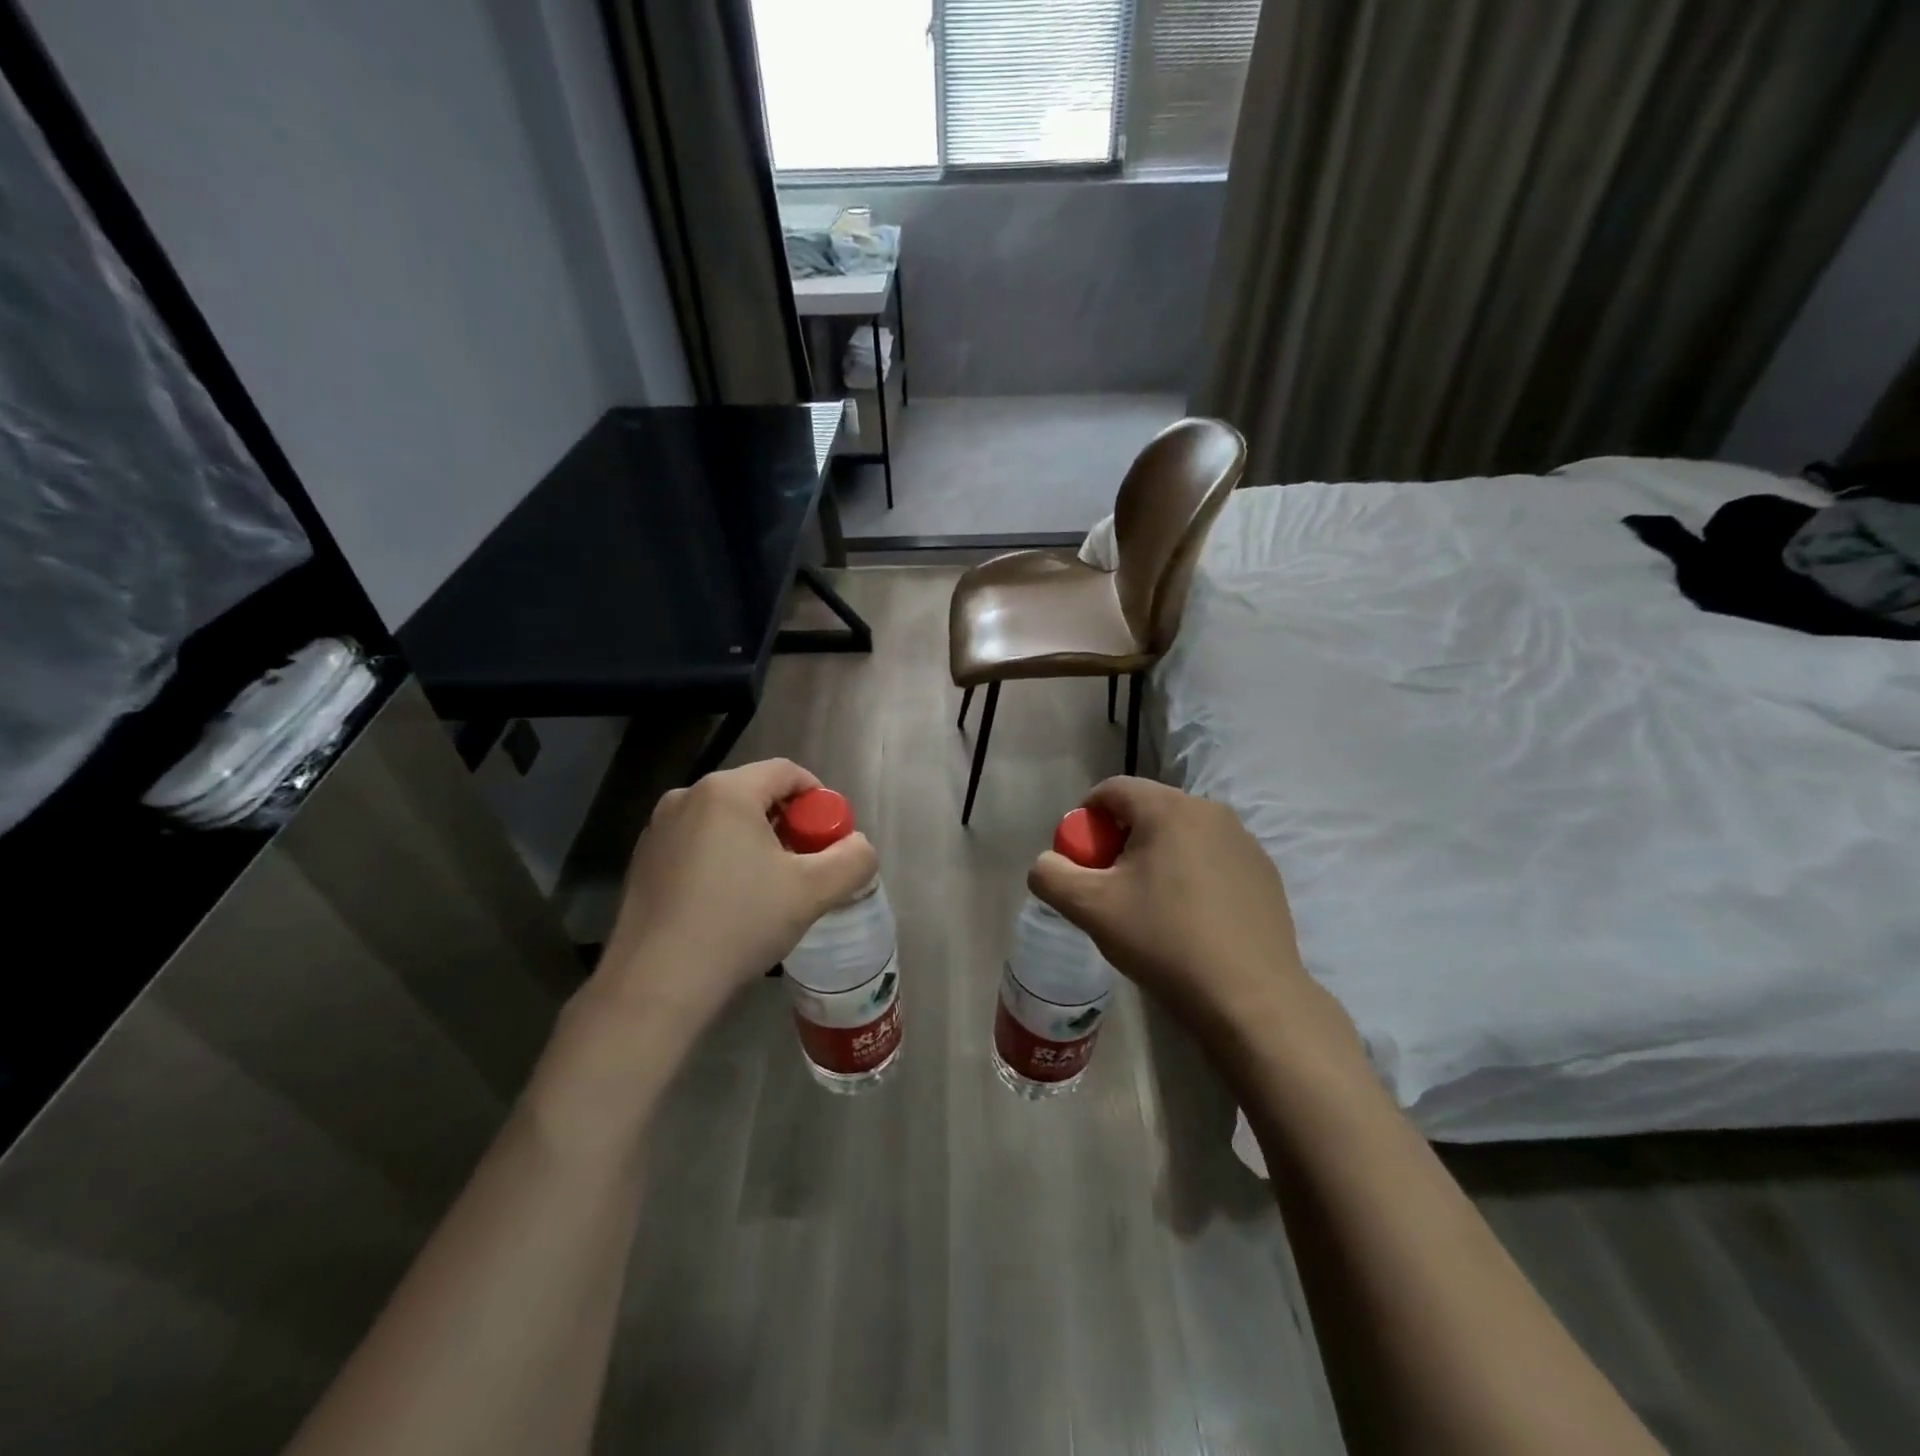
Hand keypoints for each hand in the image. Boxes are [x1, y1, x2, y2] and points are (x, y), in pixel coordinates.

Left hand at [596, 759, 876, 1040]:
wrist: (657, 985)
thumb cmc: (739, 923)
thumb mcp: (813, 891)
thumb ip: (852, 859)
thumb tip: (859, 846)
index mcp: (726, 791)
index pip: (787, 772)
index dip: (819, 799)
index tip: (830, 838)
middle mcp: (686, 797)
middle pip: (755, 794)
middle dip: (788, 824)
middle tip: (805, 866)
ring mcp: (658, 830)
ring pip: (725, 821)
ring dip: (756, 844)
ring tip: (769, 889)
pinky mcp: (643, 862)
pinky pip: (697, 844)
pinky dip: (723, 860)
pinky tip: (729, 904)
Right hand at [1028, 777, 1360, 1059]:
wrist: (1250, 998)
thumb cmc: (1164, 942)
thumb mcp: (1091, 909)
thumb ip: (1052, 875)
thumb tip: (1047, 863)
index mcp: (1168, 808)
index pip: (1111, 790)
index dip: (1085, 820)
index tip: (1081, 862)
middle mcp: (1211, 811)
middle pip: (1146, 811)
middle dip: (1119, 841)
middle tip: (1111, 888)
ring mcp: (1244, 841)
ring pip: (1180, 835)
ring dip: (1156, 858)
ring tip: (1151, 907)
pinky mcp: (1264, 872)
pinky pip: (1211, 859)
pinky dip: (1191, 875)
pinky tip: (1191, 920)